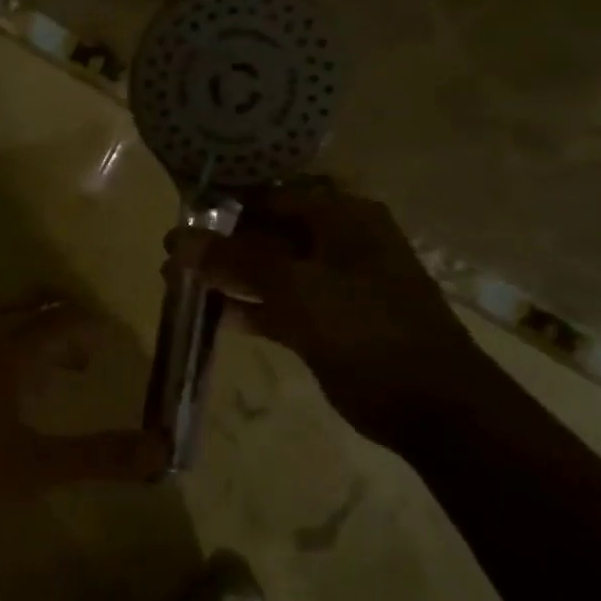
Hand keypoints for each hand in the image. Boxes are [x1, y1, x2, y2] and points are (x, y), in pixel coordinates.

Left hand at [0, 306, 167, 536]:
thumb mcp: (37, 469)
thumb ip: (100, 456)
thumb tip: (162, 448)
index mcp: (2, 356)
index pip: (59, 324)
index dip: (92, 328)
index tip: (118, 338)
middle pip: (30, 331)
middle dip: (66, 345)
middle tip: (94, 363)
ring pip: (2, 348)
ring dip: (36, 360)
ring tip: (60, 383)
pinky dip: (8, 372)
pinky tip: (11, 407)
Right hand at [169, 180, 490, 448]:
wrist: (429, 402)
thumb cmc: (365, 327)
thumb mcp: (296, 285)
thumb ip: (235, 259)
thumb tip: (177, 239)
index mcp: (341, 218)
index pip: (270, 198)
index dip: (223, 208)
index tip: (178, 221)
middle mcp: (337, 244)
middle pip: (266, 234)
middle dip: (219, 246)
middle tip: (170, 259)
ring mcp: (332, 286)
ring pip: (269, 273)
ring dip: (227, 278)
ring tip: (176, 284)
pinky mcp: (325, 324)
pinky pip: (277, 307)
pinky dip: (247, 309)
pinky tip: (212, 316)